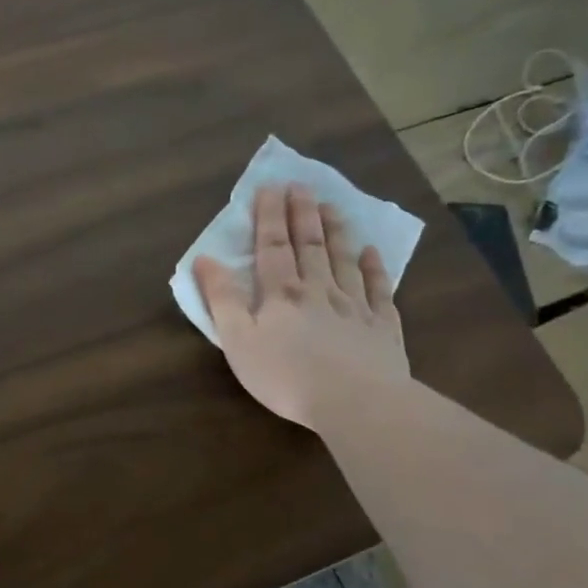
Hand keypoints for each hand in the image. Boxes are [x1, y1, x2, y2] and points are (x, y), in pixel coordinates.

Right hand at [193, 185, 408, 427]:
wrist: (355, 402)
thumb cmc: (286, 376)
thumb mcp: (238, 340)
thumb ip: (222, 299)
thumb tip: (205, 259)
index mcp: (281, 294)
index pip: (272, 246)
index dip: (269, 217)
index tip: (269, 188)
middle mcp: (319, 290)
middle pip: (310, 245)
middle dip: (302, 214)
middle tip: (301, 186)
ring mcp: (354, 306)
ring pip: (343, 260)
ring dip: (336, 231)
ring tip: (332, 206)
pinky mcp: (382, 326)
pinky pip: (378, 289)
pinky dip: (374, 268)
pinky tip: (372, 252)